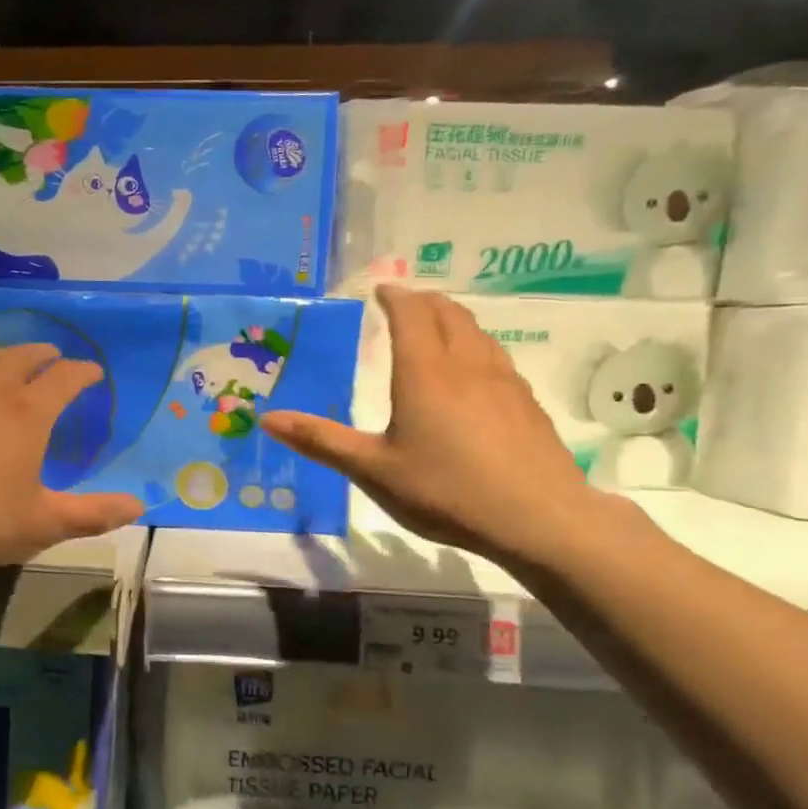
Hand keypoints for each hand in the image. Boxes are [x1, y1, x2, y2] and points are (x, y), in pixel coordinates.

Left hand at [0, 344, 143, 568]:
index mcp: (27, 413)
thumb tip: (139, 506)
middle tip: (54, 355)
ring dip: (5, 354)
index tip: (94, 372)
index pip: (64, 379)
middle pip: (22, 357)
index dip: (83, 372)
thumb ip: (91, 515)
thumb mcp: (39, 524)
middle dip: (44, 354)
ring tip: (11, 359)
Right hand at [261, 285, 611, 569]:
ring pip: (476, 331)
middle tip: (404, 303)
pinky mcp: (526, 403)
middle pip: (447, 312)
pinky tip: (473, 374)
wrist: (539, 520)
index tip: (380, 289)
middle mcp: (465, 365)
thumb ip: (321, 441)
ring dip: (451, 319)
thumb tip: (268, 418)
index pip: (410, 313)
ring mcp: (503, 381)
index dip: (394, 295)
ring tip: (435, 328)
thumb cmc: (447, 491)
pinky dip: (474, 345)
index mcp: (424, 372)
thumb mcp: (373, 470)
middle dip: (423, 300)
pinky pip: (495, 356)